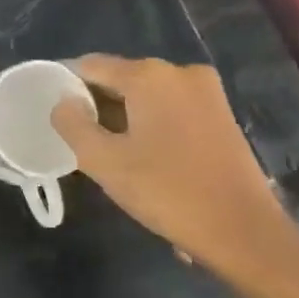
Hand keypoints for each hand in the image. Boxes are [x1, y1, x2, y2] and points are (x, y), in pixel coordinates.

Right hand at [50, 57, 288, 264]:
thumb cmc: (168, 192)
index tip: (54, 113)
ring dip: (125, 115)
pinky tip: (145, 153)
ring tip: (111, 151)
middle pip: (120, 77)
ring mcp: (206, 91)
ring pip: (147, 93)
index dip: (66, 86)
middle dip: (97, 103)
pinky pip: (171, 106)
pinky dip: (151, 121)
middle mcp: (179, 71)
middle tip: (80, 139)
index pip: (90, 66)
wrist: (244, 231)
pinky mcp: (221, 113)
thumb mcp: (105, 162)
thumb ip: (73, 125)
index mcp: (148, 76)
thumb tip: (62, 102)